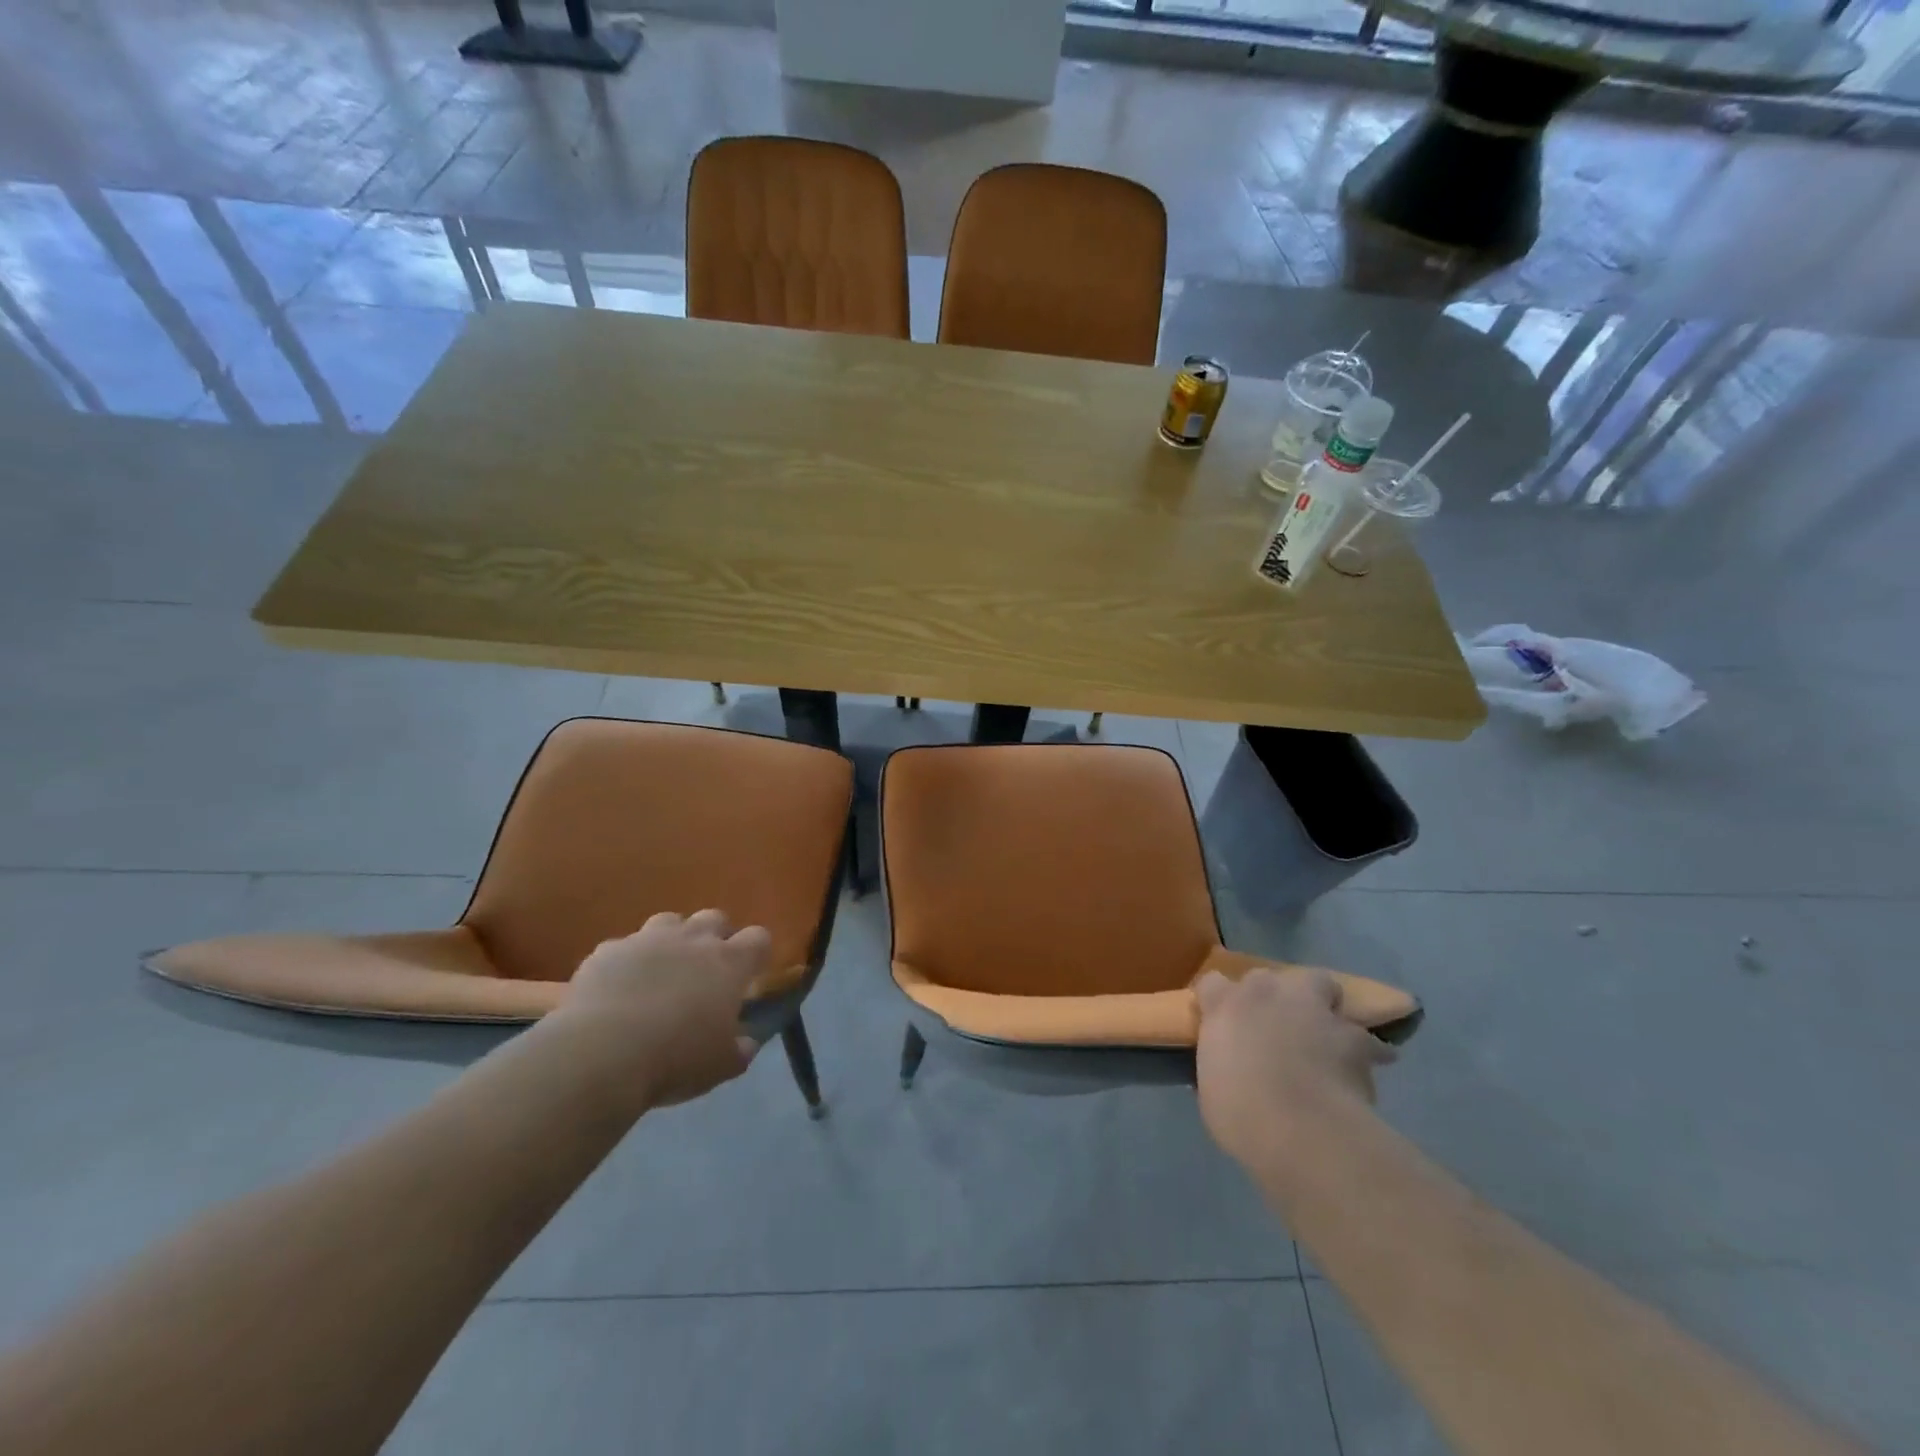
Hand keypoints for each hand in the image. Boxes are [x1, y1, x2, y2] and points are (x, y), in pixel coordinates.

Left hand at [556, 910, 769, 1109]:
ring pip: (669, 921)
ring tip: (663, 972)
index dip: (757, 954)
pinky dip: (627, 962)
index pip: (758, 939)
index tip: (751, 975)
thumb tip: (746, 1042)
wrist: (600, 1054)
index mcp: (729, 963)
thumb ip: (740, 1049)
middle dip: (715, 938)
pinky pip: (624, 947)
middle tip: (707, 971)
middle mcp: (692, 940)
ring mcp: (647, 940)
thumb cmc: (675, 1059)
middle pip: (715, 918)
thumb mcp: (721, 1066)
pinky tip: (618, 989)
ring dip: (672, 940)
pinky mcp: (607, 951)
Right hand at [1195, 967, 1395, 1169]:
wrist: (1303, 1130)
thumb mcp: (1211, 1088)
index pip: (1212, 983)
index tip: (1221, 1021)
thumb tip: (1228, 1069)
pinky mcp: (1353, 1036)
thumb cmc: (1241, 1112)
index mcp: (1225, 1005)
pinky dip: (1365, 1050)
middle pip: (1267, 976)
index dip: (1218, 1000)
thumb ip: (1220, 1064)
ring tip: (1323, 1031)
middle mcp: (1267, 994)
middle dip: (1270, 996)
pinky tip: (1364, 1068)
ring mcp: (1312, 1009)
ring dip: (1320, 1004)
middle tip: (1272, 1025)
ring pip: (1321, 983)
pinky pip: (1365, 1038)